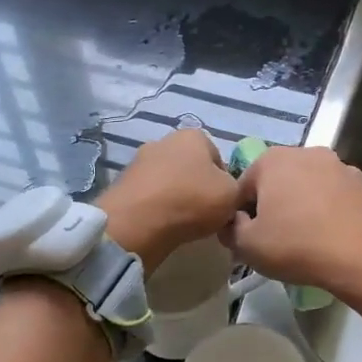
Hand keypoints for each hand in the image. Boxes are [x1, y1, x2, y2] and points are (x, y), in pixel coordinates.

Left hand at [96, 128, 239, 272]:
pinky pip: (150, 196)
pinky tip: (162, 225)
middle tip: (205, 214)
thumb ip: (237, 189)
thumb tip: (228, 193)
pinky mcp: (123, 184)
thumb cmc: (192, 200)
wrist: (137, 223)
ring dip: (176, 198)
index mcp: (193, 136)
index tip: (224, 203)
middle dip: (198, 188)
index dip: (225, 183)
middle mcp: (164, 141)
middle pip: (191, 168)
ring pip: (169, 182)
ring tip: (183, 223)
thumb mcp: (233, 195)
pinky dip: (157, 208)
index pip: (219, 158)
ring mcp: (140, 161)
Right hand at [224, 147, 361, 330]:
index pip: (244, 186)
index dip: (242, 213)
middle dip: (278, 205)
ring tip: (311, 240)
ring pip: (316, 188)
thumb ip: (231, 229)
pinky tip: (339, 239)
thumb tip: (234, 222)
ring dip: (310, 206)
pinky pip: (345, 201)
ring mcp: (345, 168)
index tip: (249, 237)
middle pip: (282, 181)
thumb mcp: (247, 246)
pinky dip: (339, 214)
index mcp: (274, 160)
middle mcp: (310, 153)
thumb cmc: (297, 245)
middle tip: (279, 239)